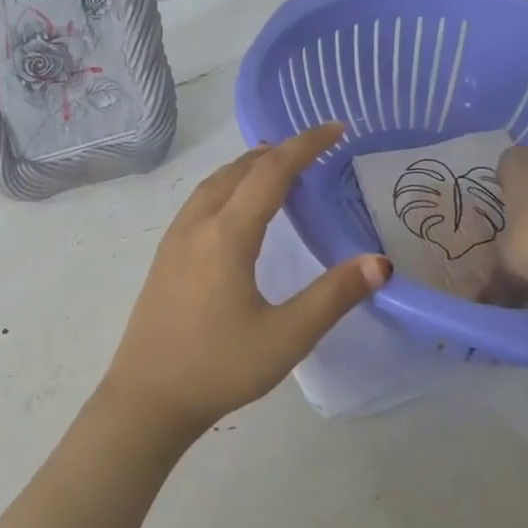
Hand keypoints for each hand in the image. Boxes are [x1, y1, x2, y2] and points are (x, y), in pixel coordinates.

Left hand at [101, 121, 390, 440]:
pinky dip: (225, 188)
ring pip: (212, 185)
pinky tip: (234, 211)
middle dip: (276, 152)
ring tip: (275, 168)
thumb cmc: (219, 367)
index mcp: (226, 235)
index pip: (270, 172)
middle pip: (237, 171)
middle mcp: (196, 227)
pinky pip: (198, 204)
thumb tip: (380, 262)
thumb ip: (334, 296)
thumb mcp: (286, 336)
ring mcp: (173, 242)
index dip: (305, 146)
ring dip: (245, 168)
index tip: (336, 129)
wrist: (147, 398)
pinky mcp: (163, 260)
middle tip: (312, 148)